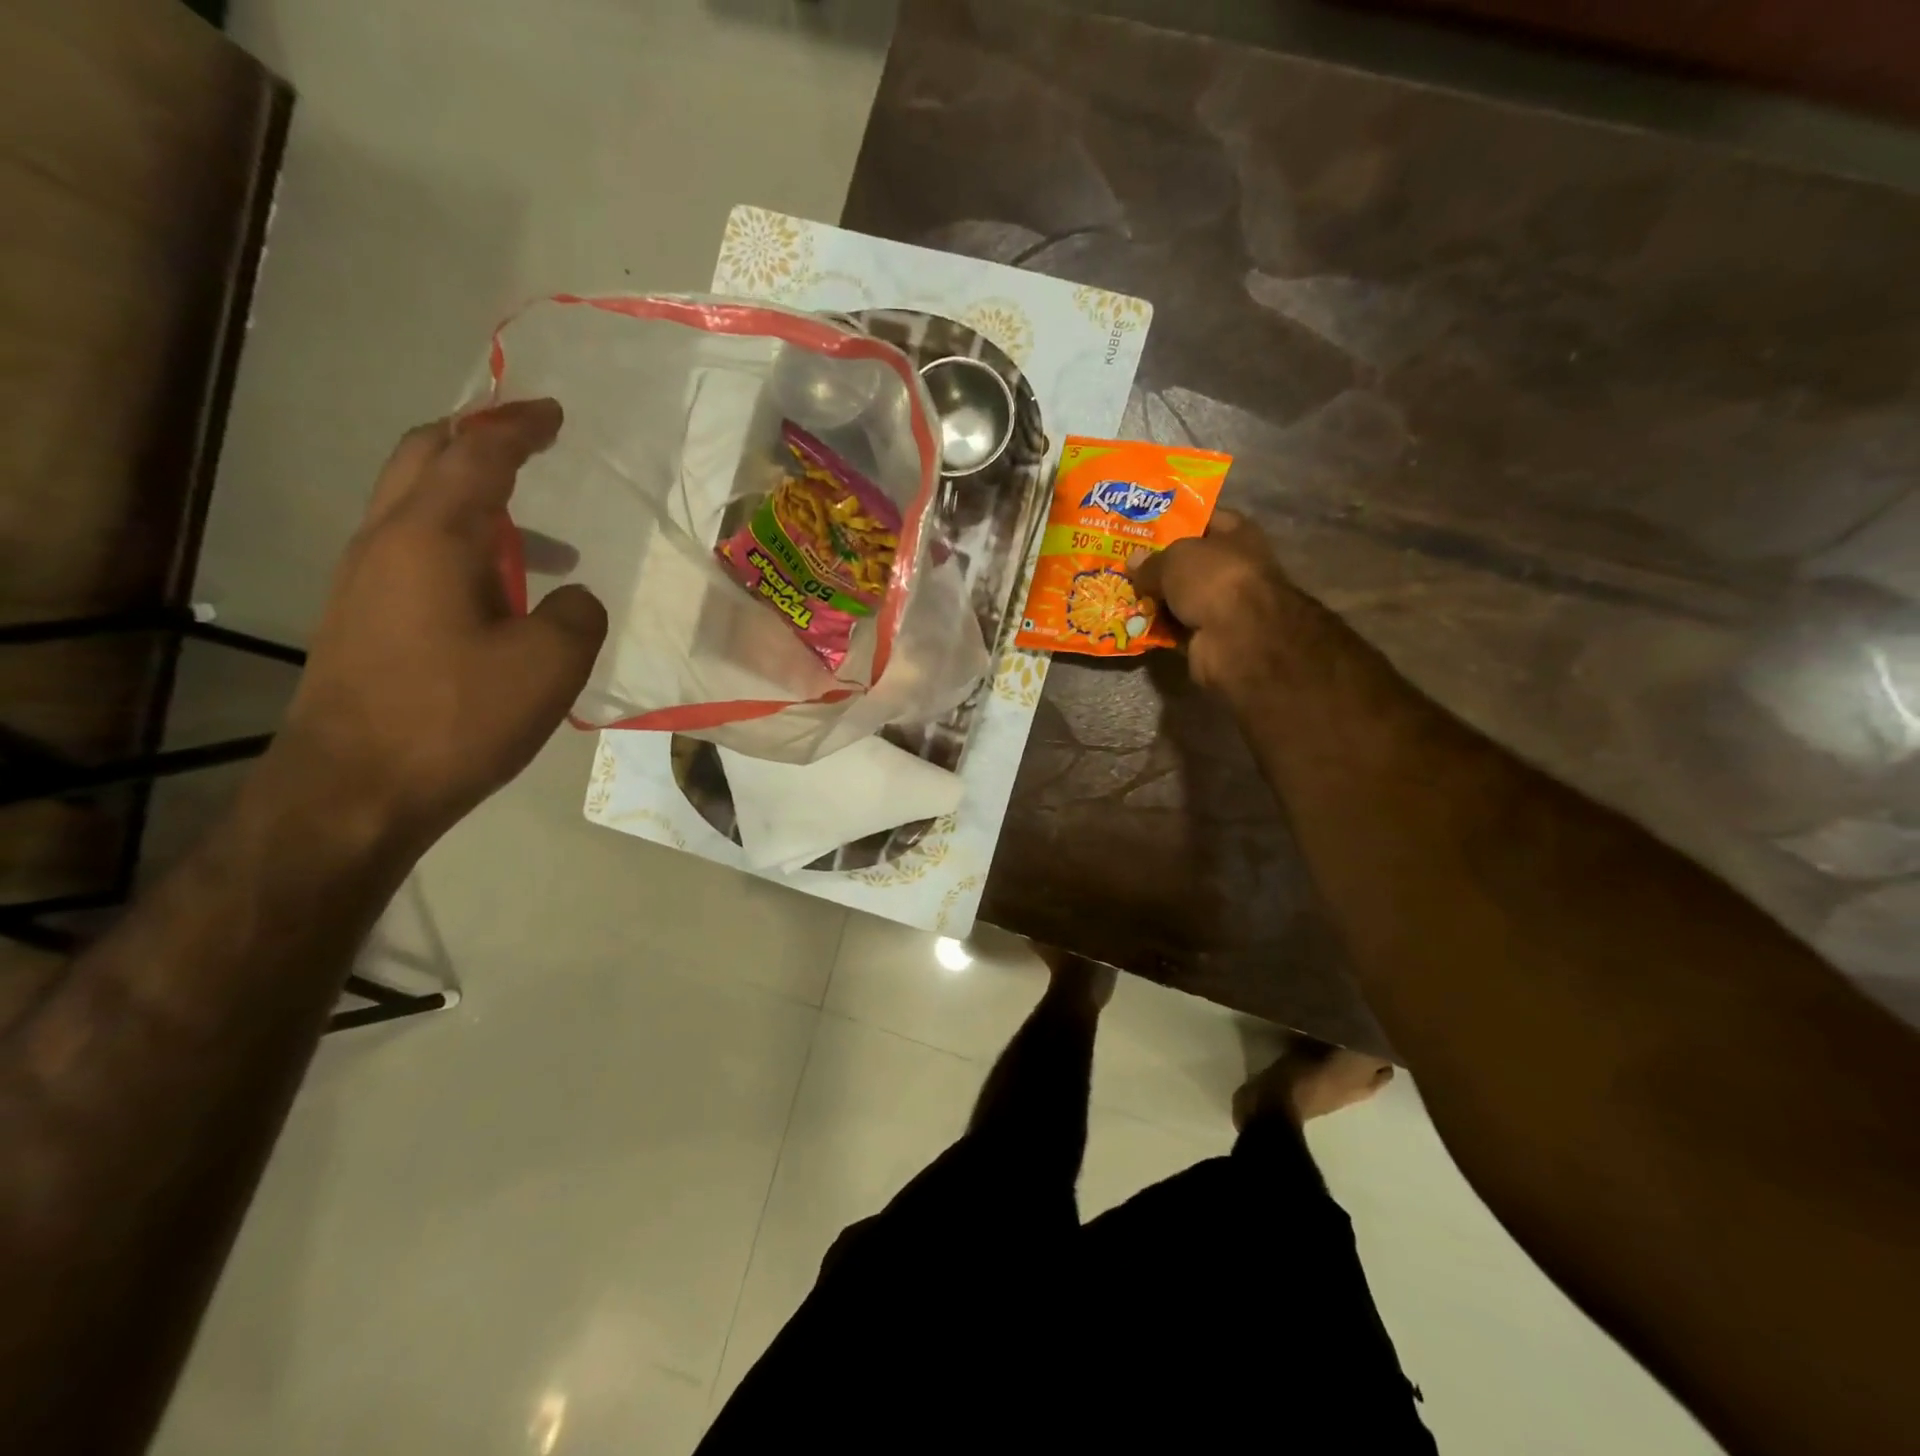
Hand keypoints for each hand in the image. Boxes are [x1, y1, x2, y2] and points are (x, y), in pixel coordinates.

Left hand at [268, 399, 607, 850]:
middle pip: (424, 459)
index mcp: (431, 536)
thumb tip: (570, 596)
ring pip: (418, 507)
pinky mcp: (365, 620)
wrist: (354, 790)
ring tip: (542, 541)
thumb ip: (577, 613)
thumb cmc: (457, 716)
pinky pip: (416, 552)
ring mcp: (367, 581)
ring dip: (476, 501)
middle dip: (477, 440)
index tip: (553, 413)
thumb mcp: (551, 663)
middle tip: (529, 443)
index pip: (476, 455)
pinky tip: (503, 596)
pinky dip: (463, 546)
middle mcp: (387, 542)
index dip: (518, 428)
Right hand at [1129, 510, 1296, 695]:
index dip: (1175, 519)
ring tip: (1121, 591)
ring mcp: (1223, 603)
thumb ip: (1151, 561)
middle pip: (1189, 561)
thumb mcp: (1174, 558)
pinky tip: (1132, 622)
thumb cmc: (1212, 579)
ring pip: (1181, 596)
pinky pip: (1177, 625)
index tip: (1143, 524)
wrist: (1237, 639)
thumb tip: (1133, 563)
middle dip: (1158, 563)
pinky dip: (1159, 626)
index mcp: (1237, 534)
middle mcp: (1233, 566)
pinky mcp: (1210, 635)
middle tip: (1124, 561)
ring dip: (1156, 598)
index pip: (1205, 518)